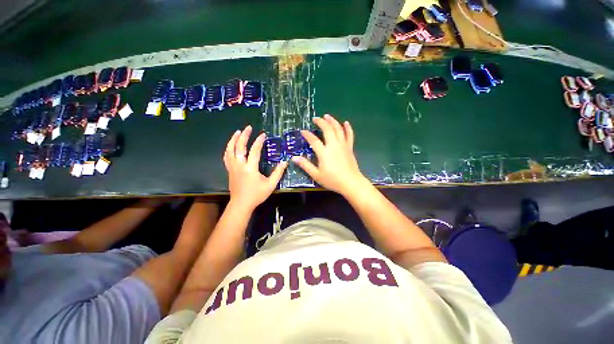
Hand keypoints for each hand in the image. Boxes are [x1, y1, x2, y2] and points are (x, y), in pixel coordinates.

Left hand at [224, 126, 287, 210]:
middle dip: (244, 135)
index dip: (259, 141)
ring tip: (238, 132)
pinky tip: (231, 146)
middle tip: (248, 127)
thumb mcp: (271, 184)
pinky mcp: (229, 170)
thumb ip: (278, 172)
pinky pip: (226, 156)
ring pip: (230, 150)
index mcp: (250, 167)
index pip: (254, 150)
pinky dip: (228, 149)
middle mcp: (240, 164)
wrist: (241, 204)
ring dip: (233, 139)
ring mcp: (233, 167)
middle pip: (239, 146)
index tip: (263, 134)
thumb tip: (285, 162)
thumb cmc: (257, 194)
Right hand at [292, 114, 367, 194]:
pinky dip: (347, 128)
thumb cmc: (332, 180)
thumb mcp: (316, 175)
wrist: (351, 183)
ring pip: (338, 129)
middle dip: (321, 122)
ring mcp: (343, 145)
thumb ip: (305, 165)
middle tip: (315, 118)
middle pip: (327, 129)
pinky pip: (349, 135)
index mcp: (324, 152)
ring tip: (327, 116)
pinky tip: (345, 123)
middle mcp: (334, 145)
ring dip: (332, 121)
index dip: (307, 135)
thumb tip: (294, 158)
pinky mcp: (350, 147)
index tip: (302, 131)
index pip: (314, 140)